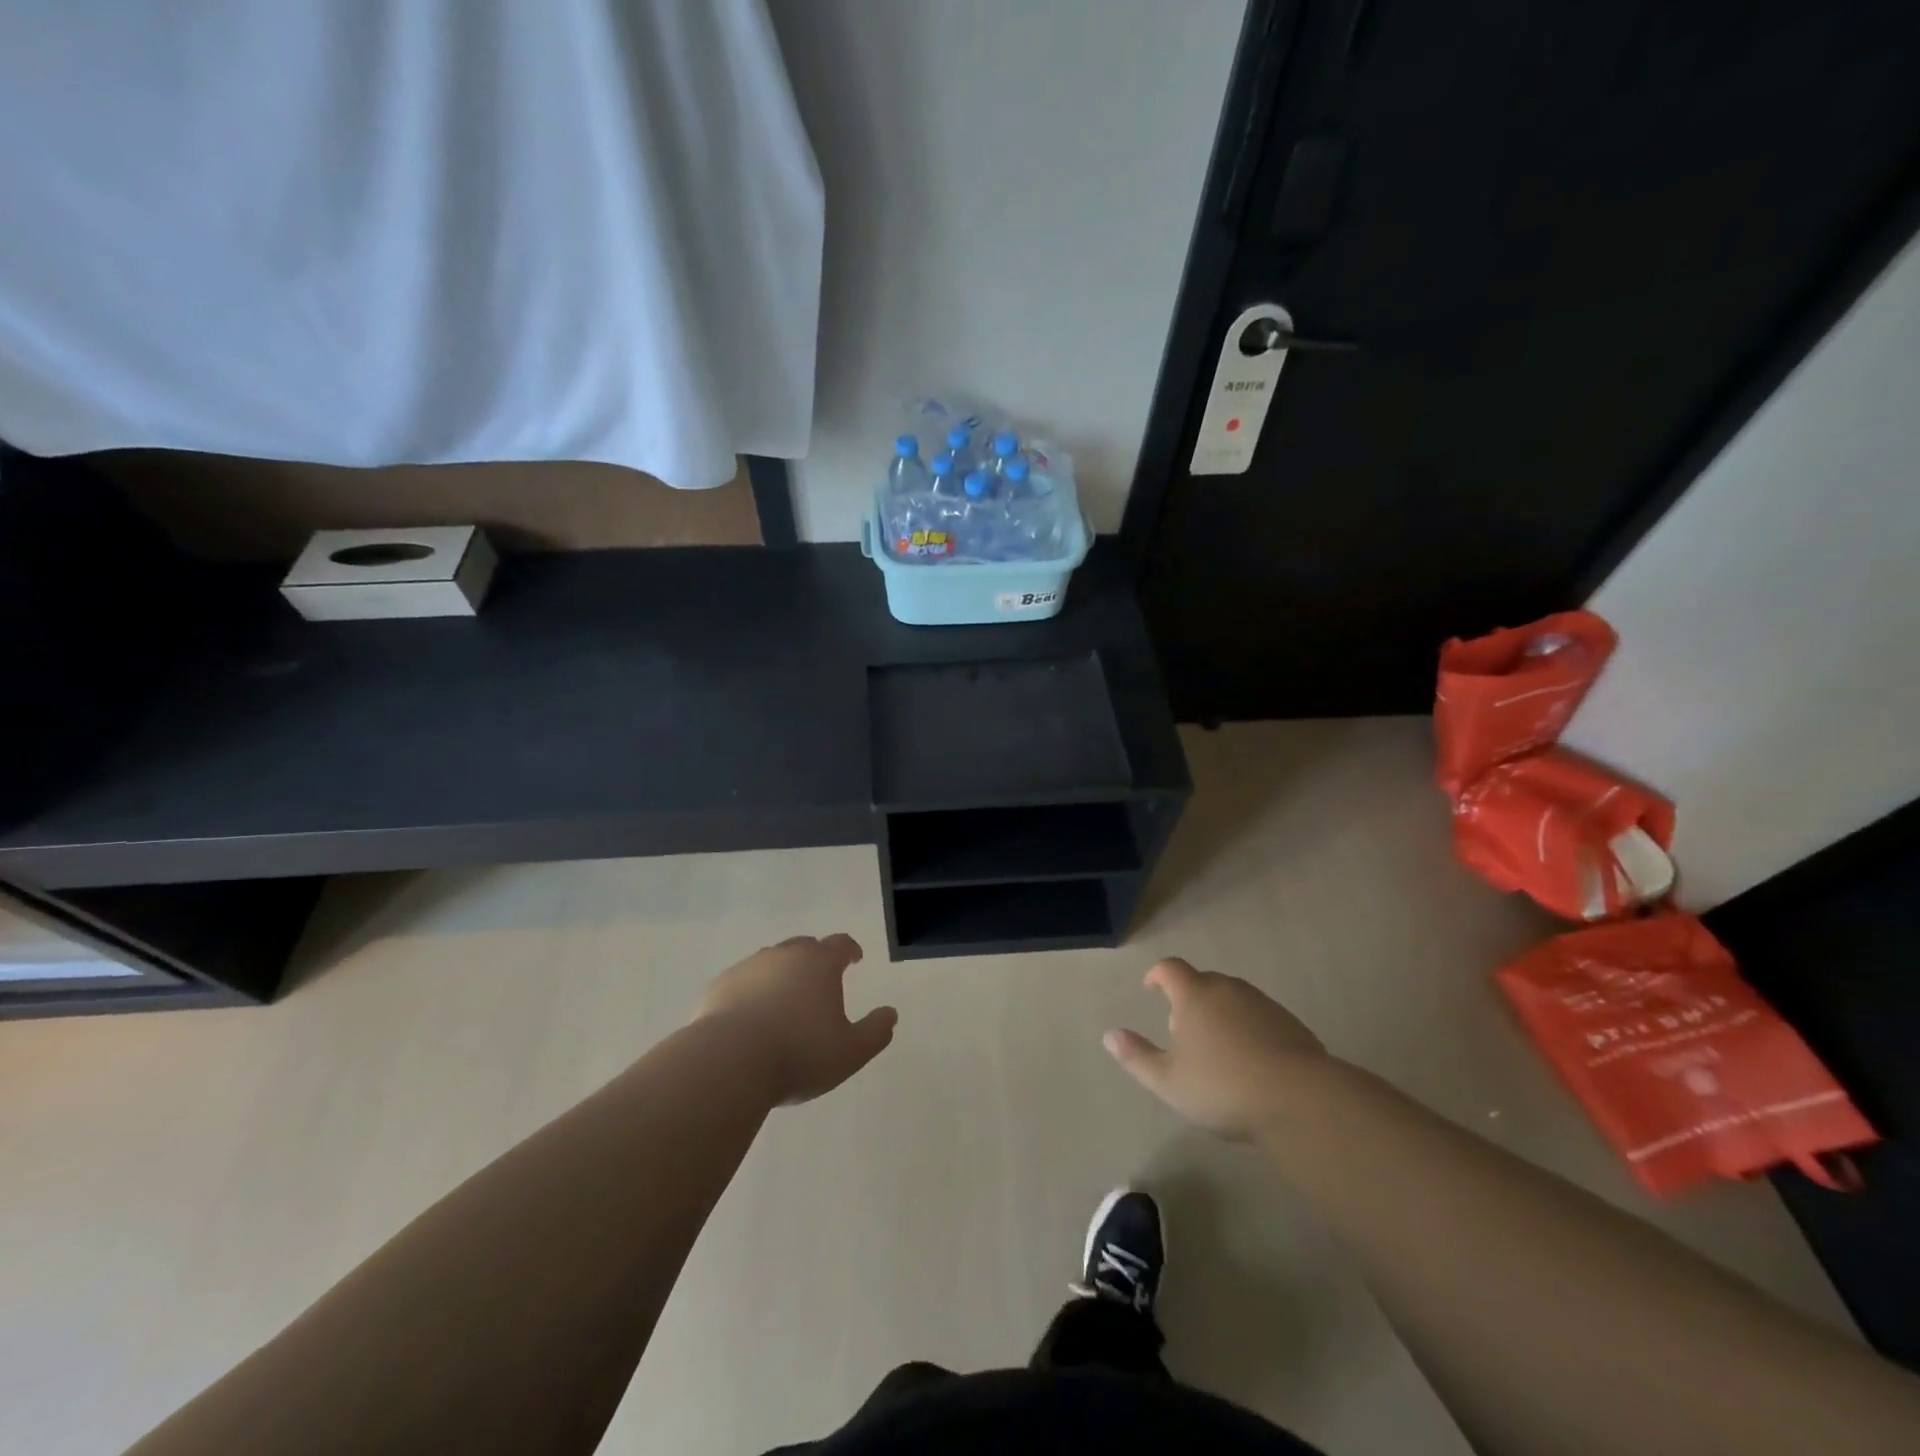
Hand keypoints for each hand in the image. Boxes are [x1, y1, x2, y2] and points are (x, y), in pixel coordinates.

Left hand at [695, 934, 897, 1105]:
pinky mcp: (718, 987)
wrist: (728, 1062)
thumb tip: (890, 1014)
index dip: (850, 950)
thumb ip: (875, 1032)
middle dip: (814, 959)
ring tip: (784, 1002)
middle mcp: (783, 956)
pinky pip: (741, 983)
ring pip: (770, 962)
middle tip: (820, 980)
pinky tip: (750, 1017)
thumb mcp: (850, 1052)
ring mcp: (748, 968)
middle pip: (803, 947)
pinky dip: (751, 993)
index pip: (840, 944)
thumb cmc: (799, 1053)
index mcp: (819, 963)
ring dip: (781, 975)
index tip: (854, 958)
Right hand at [1105, 957, 1329, 1139]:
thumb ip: (1136, 1056)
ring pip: (1233, 999)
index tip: (1151, 988)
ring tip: (1217, 1048)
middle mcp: (1228, 989)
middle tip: (1182, 1028)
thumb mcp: (1168, 1081)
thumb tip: (1110, 1035)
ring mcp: (1263, 1004)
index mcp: (1195, 995)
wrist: (1300, 1100)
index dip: (1157, 975)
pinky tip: (1251, 1061)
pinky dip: (1248, 1028)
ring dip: (1220, 1013)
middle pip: (1203, 981)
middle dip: (1189, 998)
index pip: (1170, 969)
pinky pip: (1259, 1017)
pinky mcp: (1291, 1024)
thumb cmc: (1223, 1087)